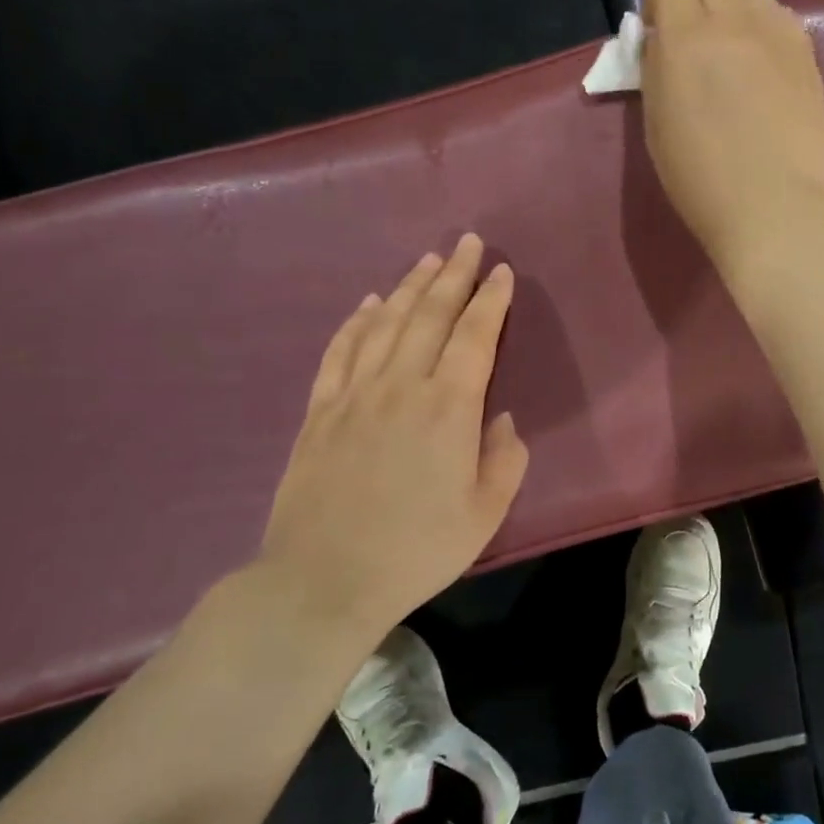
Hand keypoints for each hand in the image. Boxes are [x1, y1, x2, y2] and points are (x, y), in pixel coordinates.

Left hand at [258, 234, 528, 639]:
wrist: (322, 581)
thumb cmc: (416, 549)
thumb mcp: (485, 513)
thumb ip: (504, 459)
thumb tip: (500, 418)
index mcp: (449, 408)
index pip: (475, 337)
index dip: (490, 300)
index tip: (501, 271)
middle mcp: (402, 387)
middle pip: (429, 315)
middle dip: (452, 274)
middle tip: (466, 242)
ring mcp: (354, 395)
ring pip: (386, 324)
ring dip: (408, 287)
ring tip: (426, 260)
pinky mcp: (319, 412)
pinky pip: (340, 352)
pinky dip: (356, 322)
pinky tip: (368, 303)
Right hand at [641, 0, 823, 272]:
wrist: (769, 204)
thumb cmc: (700, 178)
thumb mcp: (656, 124)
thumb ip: (657, 70)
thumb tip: (662, 43)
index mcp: (684, 40)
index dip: (659, 3)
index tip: (658, 32)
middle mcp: (732, 24)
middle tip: (698, 40)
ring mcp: (776, 36)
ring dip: (737, 9)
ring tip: (736, 48)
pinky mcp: (807, 55)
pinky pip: (784, 18)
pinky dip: (769, 28)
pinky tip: (766, 64)